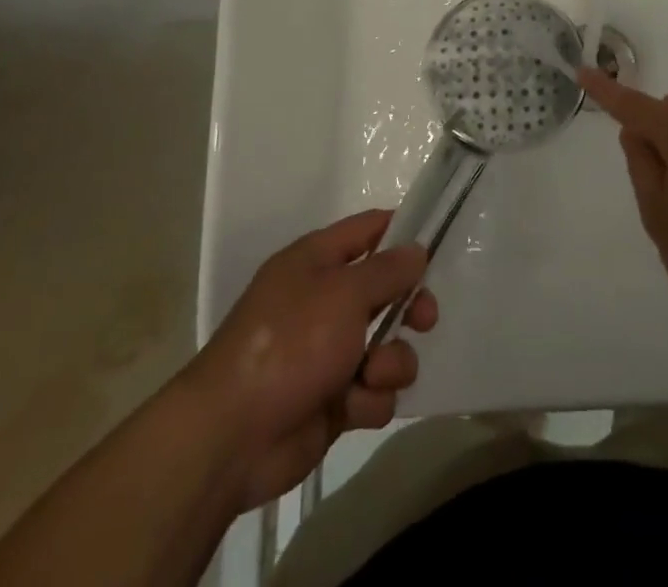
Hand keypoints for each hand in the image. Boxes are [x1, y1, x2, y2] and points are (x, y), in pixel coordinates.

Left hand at [187, 210, 437, 510]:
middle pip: (386, 291)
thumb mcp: (344, 293)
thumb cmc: (289, 344)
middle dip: (410, 306)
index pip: (368, 230)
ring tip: (373, 374)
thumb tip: (416, 249)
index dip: (402, 233)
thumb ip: (387, 270)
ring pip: (387, 346)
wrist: (232, 437)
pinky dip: (370, 399)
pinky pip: (373, 391)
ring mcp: (328, 352)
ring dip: (391, 361)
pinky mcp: (333, 400)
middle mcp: (324, 300)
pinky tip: (354, 406)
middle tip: (424, 320)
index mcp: (317, 261)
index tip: (436, 246)